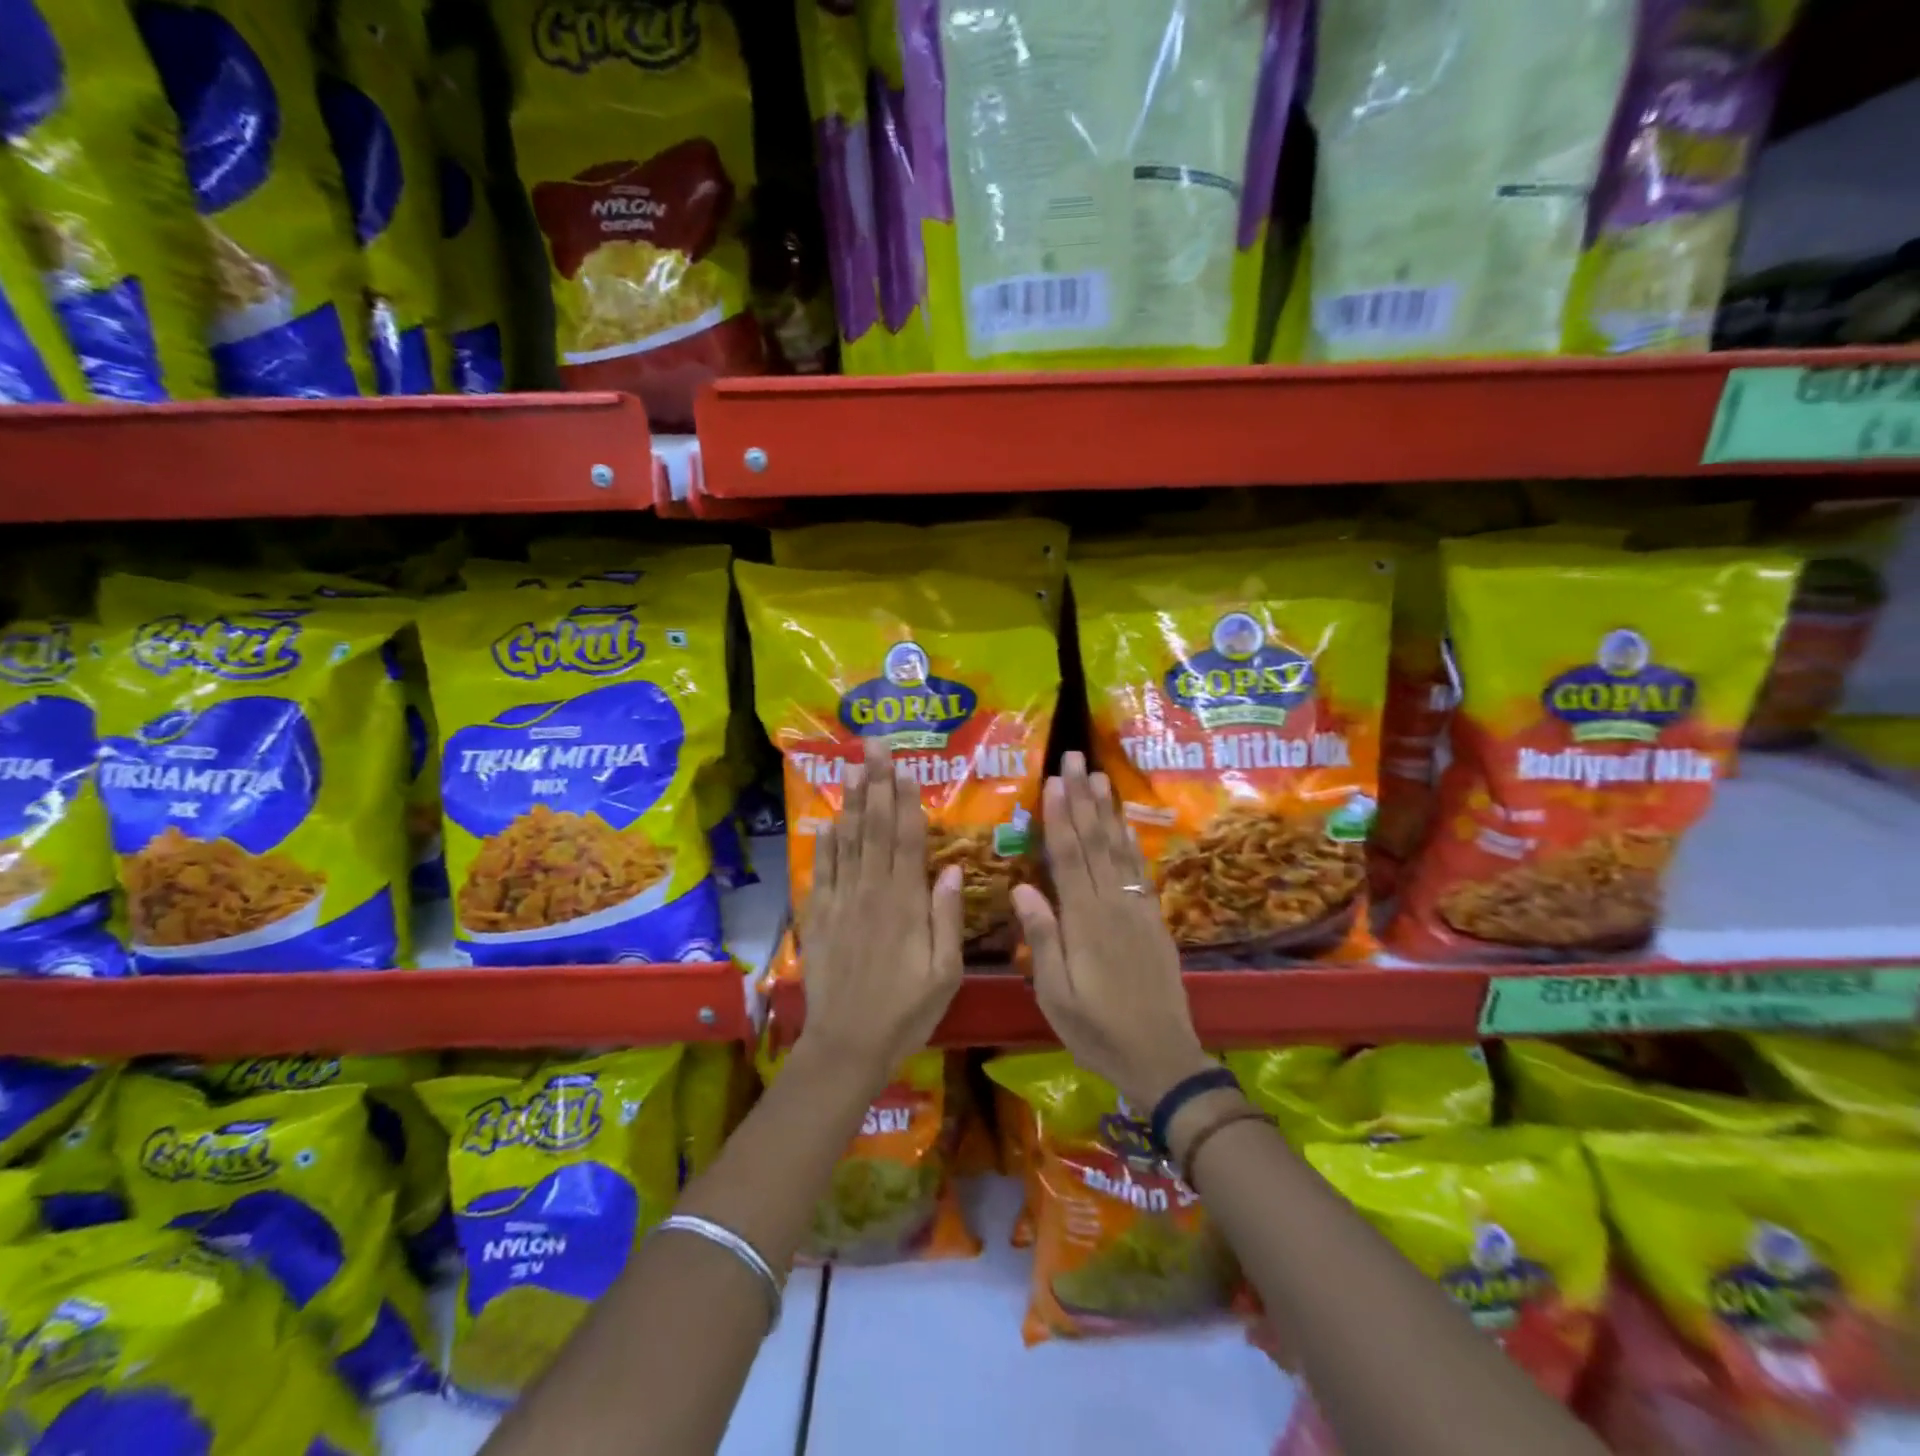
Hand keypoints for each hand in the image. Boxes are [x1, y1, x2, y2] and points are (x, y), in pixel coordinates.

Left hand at [796, 739, 964, 1092]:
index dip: (905, 800)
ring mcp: (840, 902)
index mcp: (904, 903)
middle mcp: (870, 892)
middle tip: (875, 748)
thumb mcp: (944, 972)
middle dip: (876, 784)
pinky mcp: (818, 917)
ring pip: (846, 842)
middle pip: (873, 828)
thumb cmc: (905, 1011)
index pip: (905, 839)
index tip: (905, 767)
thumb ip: (947, 917)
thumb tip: (953, 868)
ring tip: (851, 768)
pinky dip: (824, 843)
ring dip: (849, 802)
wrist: (847, 1045)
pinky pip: (821, 871)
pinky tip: (827, 820)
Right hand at [1011, 752, 1213, 1109]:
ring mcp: (1137, 910)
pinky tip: (1125, 825)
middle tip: (1075, 758)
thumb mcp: (1056, 996)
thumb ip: (1043, 939)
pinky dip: (1131, 843)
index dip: (1059, 817)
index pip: (1068, 857)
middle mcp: (1113, 905)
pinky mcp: (1153, 920)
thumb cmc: (1097, 1031)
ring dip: (1107, 810)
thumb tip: (1023, 887)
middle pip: (1094, 842)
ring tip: (1100, 776)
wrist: (1162, 1058)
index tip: (1052, 781)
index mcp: (1085, 921)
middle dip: (1082, 798)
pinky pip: (1140, 871)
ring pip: (1119, 850)